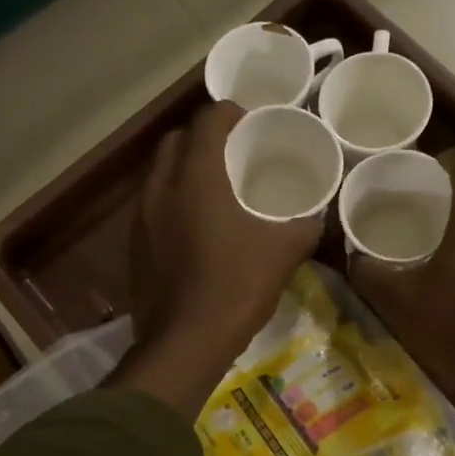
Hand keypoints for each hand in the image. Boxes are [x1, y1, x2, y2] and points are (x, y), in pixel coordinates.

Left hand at [118, 102, 321, 416]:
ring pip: (160, 174)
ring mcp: (142, 217)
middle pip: (176, 141)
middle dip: (202, 137)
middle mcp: (162, 187)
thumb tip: (320, 217)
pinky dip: (172, 202)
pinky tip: (195, 226)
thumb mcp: (284, 253)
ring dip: (183, 170)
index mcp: (197, 176)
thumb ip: (306, 226)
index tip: (250, 122)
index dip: (230, 113)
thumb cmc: (236, 287)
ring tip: (214, 187)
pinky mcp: (135, 245)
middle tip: (231, 153)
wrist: (185, 342)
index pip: (208, 120)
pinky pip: (152, 206)